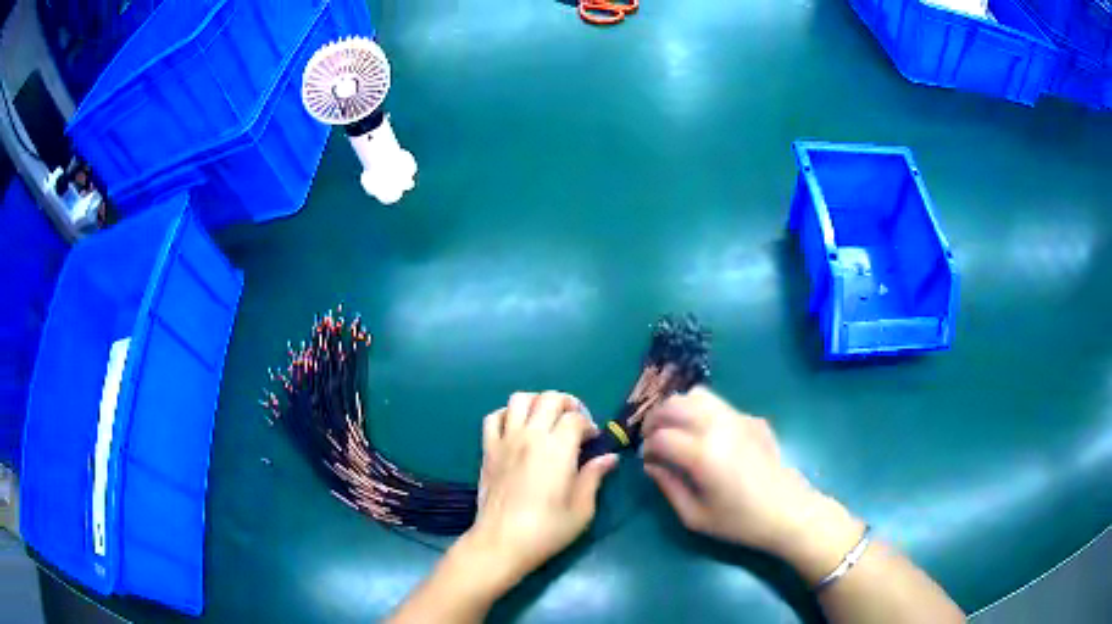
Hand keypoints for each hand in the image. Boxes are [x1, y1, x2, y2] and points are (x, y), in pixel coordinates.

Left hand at [454, 391, 618, 591]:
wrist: (502, 541)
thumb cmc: (547, 529)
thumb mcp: (582, 508)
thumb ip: (594, 477)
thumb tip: (609, 457)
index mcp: (558, 448)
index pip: (575, 418)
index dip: (589, 425)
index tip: (593, 441)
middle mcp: (531, 436)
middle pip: (549, 398)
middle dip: (567, 403)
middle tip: (575, 421)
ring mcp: (506, 440)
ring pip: (519, 399)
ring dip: (537, 402)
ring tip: (546, 419)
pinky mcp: (488, 450)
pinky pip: (494, 417)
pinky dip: (506, 414)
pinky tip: (516, 427)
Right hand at [642, 387, 861, 566]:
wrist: (788, 511)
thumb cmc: (740, 521)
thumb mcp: (695, 516)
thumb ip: (668, 487)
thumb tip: (651, 466)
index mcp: (702, 454)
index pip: (660, 437)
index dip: (647, 448)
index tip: (647, 461)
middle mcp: (718, 426)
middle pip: (674, 405)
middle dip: (656, 420)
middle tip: (653, 440)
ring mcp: (738, 418)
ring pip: (697, 395)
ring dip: (678, 409)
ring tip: (675, 430)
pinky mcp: (752, 419)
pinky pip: (719, 404)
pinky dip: (702, 411)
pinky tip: (706, 435)